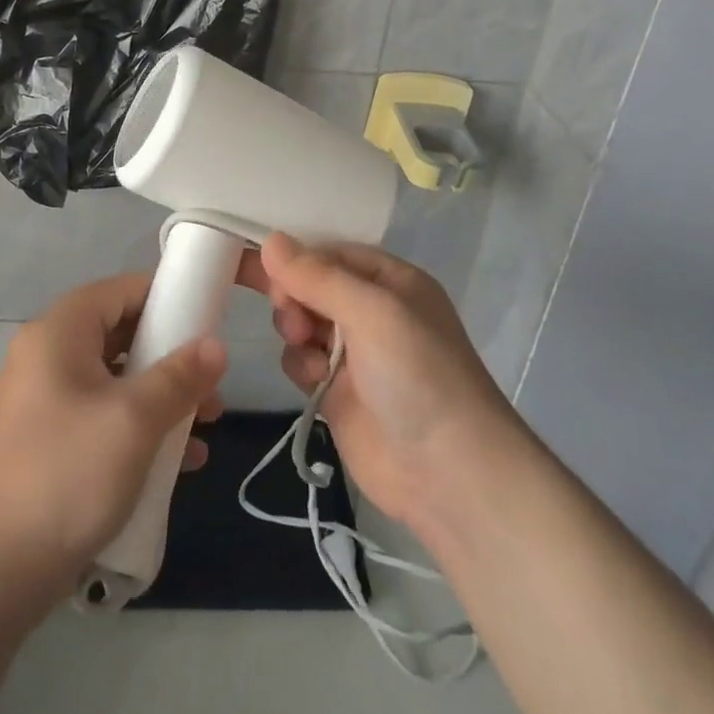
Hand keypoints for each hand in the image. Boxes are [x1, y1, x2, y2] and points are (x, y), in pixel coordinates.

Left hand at [0, 272, 226, 600]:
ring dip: (162, 397)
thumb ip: (180, 376)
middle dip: (171, 357)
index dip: (167, 299)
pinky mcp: (49, 439)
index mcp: (60, 331)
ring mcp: (45, 398)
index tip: (209, 322)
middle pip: (121, 333)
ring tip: (205, 426)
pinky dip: (138, 427)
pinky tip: (179, 463)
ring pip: (116, 378)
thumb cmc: (68, 474)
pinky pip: (102, 413)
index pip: (121, 290)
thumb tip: (217, 345)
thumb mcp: (135, 419)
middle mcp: (47, 353)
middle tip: (212, 386)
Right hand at [239, 233, 512, 528]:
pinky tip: (315, 381)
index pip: (330, 252)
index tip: (265, 268)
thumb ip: (318, 276)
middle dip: (293, 295)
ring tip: (305, 345)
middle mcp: (372, 311)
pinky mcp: (337, 391)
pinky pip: (301, 360)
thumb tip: (271, 240)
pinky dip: (300, 364)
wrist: (447, 473)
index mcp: (390, 281)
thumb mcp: (371, 311)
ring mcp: (355, 353)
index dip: (297, 258)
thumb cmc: (416, 374)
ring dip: (295, 329)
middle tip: (290, 314)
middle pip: (311, 285)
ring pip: (301, 321)